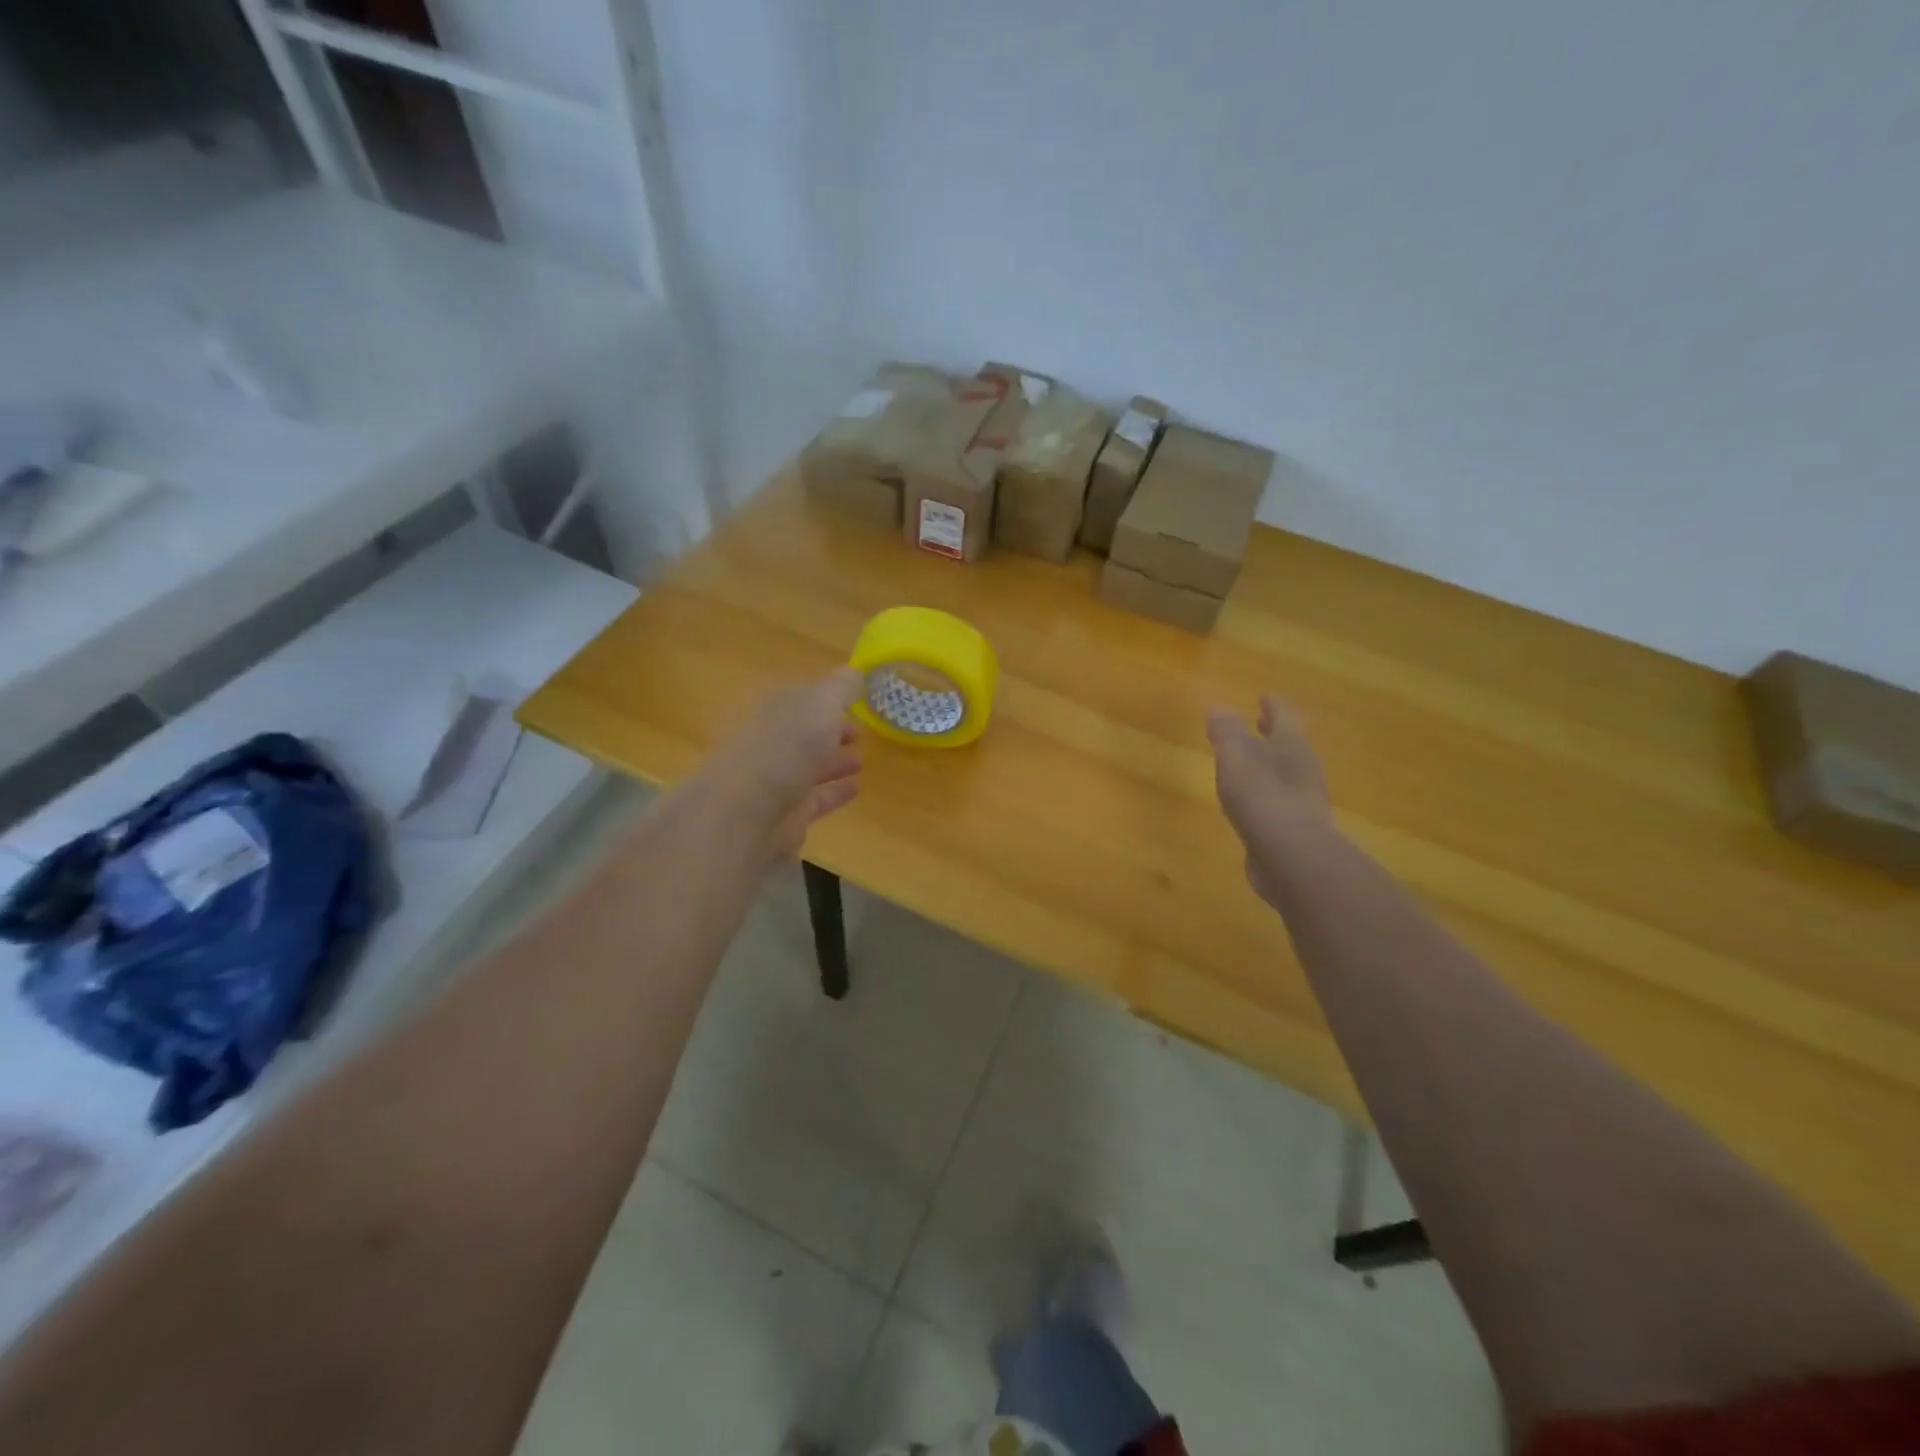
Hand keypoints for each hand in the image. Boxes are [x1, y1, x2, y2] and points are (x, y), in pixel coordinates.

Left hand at [695, 667, 864, 863]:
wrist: (749, 811)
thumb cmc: (787, 747)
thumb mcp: (821, 704)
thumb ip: (840, 688)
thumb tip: (855, 670)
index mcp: (777, 711)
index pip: (802, 700)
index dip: (827, 699)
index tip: (855, 701)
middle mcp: (775, 743)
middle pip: (805, 734)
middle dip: (830, 732)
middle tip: (860, 733)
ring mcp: (779, 780)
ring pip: (811, 767)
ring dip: (835, 762)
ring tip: (862, 760)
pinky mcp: (788, 814)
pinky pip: (817, 799)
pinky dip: (836, 792)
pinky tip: (856, 788)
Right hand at [1207, 695, 1333, 903]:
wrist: (1293, 859)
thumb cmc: (1263, 798)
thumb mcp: (1236, 758)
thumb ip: (1227, 733)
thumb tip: (1220, 709)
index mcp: (1290, 746)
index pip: (1282, 716)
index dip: (1272, 705)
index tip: (1265, 696)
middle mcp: (1302, 769)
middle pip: (1288, 744)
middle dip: (1274, 733)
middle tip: (1262, 722)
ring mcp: (1302, 801)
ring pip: (1285, 773)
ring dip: (1270, 764)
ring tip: (1251, 762)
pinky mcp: (1294, 830)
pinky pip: (1278, 802)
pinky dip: (1265, 794)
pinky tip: (1251, 803)